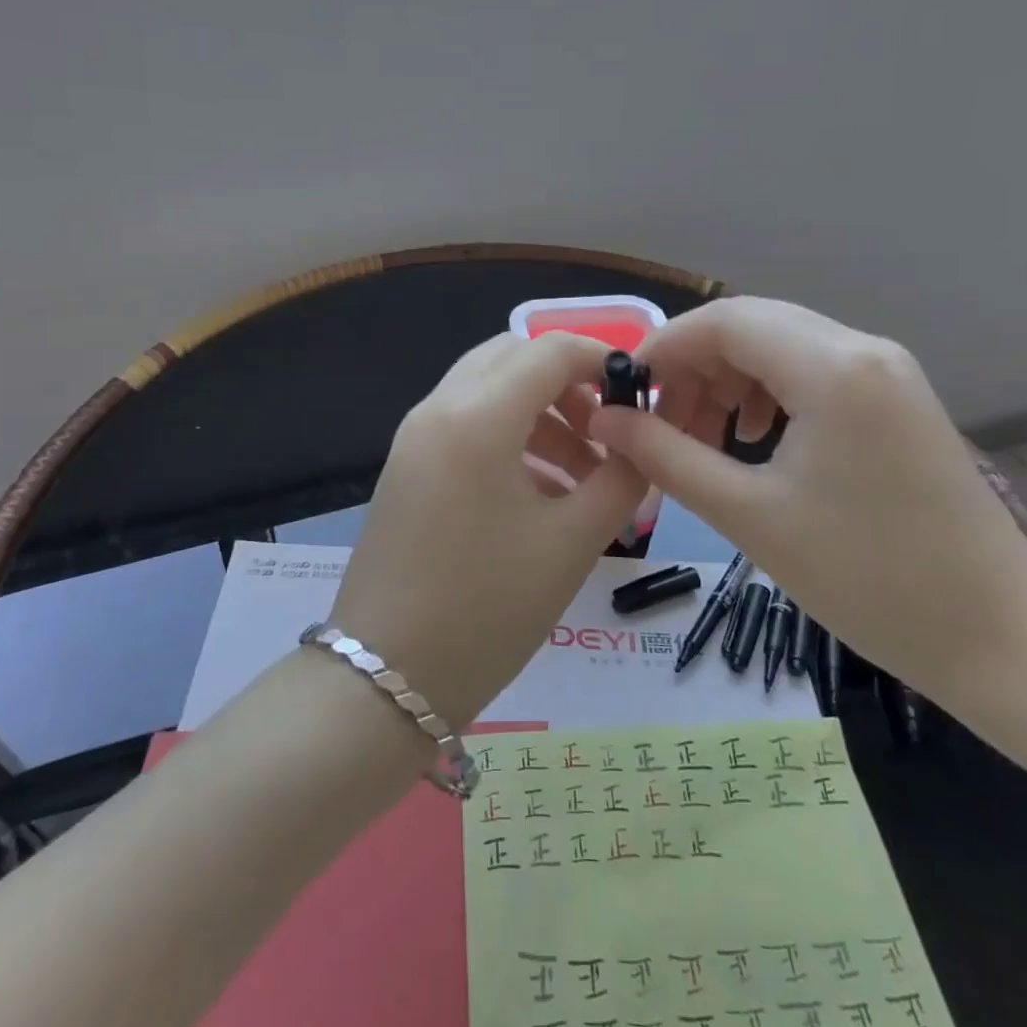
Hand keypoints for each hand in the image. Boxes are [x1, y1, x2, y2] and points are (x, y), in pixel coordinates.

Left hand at [330, 331, 649, 728]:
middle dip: (566, 383)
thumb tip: (640, 444)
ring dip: (539, 413)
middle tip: (605, 432)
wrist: (386, 677)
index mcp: (477, 417)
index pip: (548, 349)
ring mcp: (414, 437)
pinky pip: (465, 423)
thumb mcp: (572, 543)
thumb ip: (620, 479)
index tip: (638, 394)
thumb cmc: (487, 609)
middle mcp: (438, 409)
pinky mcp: (406, 466)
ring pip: (487, 389)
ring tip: (583, 476)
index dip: (600, 358)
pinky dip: (508, 435)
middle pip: (512, 357)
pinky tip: (540, 492)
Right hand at [586, 297, 1026, 689]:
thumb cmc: (865, 578)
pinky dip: (766, 392)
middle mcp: (863, 349)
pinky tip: (754, 439)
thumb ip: (666, 456)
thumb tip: (604, 420)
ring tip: (702, 438)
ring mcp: (887, 370)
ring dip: (727, 380)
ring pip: (779, 345)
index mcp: (832, 368)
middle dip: (693, 367)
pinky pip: (811, 370)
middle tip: (660, 426)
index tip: (625, 394)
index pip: (724, 320)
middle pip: (751, 325)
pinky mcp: (895, 396)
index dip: (664, 348)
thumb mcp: (748, 515)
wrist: (996, 633)